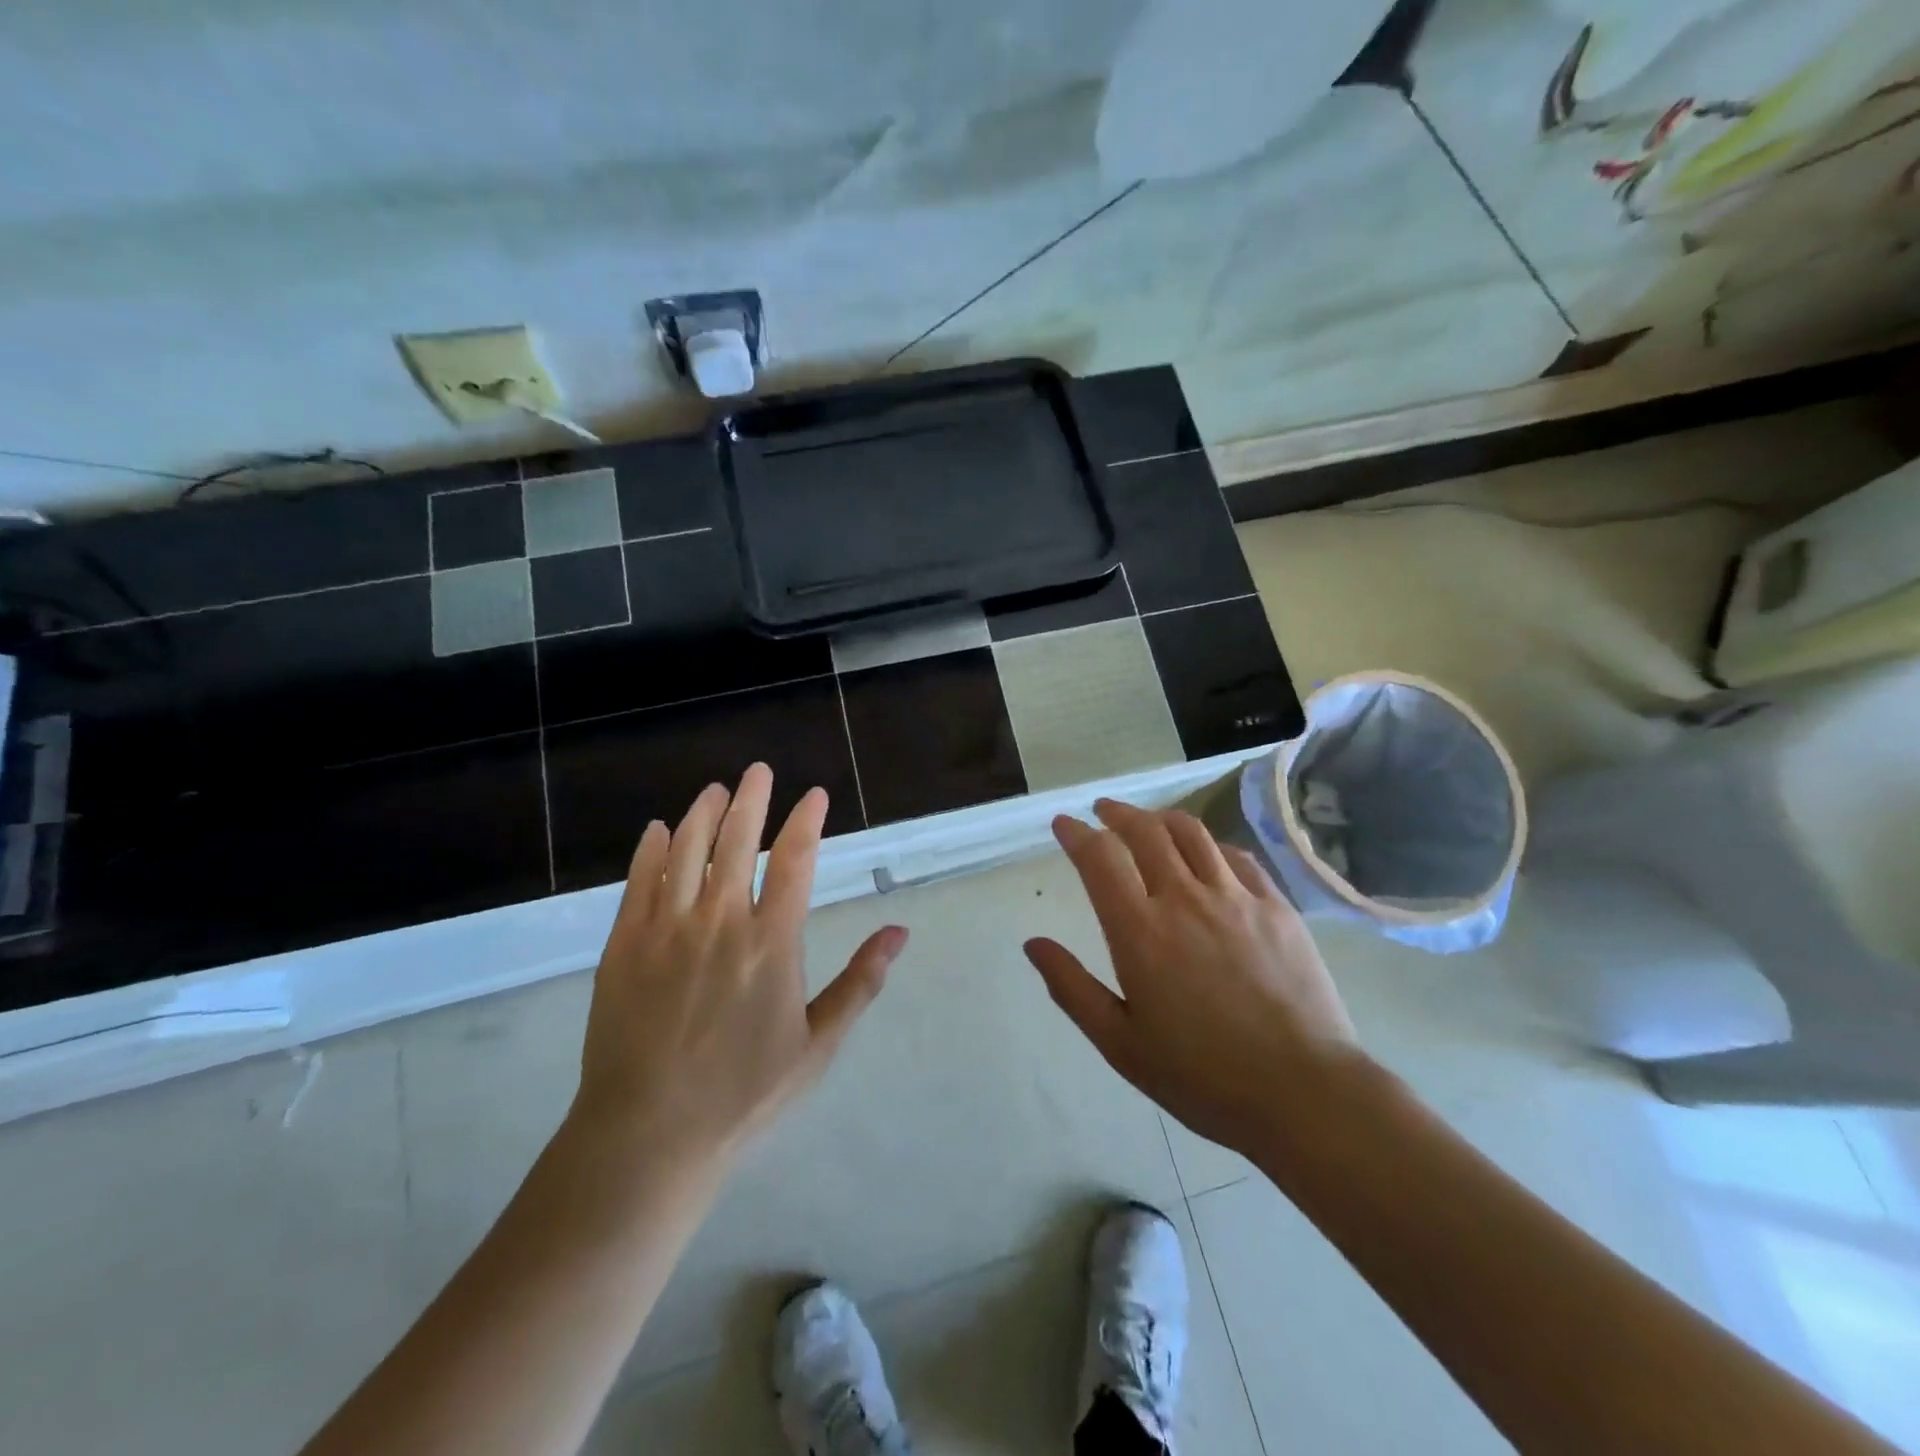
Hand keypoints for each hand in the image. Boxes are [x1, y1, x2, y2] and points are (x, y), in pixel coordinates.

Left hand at [569, 764, 907, 1167]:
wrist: (648, 1133)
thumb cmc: (744, 1093)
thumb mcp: (817, 1044)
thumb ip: (860, 982)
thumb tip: (899, 933)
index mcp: (771, 942)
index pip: (794, 860)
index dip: (806, 821)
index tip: (814, 795)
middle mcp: (719, 921)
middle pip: (736, 840)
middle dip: (752, 798)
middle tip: (760, 770)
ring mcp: (666, 929)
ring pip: (685, 850)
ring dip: (702, 813)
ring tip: (716, 790)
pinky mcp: (624, 945)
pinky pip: (638, 882)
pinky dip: (649, 849)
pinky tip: (656, 830)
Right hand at [1025, 798, 1362, 1155]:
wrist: (1304, 1093)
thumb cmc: (1202, 1076)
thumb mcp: (1120, 1044)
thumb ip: (1072, 988)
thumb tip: (1033, 944)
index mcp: (1140, 931)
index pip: (1100, 858)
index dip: (1076, 834)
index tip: (1064, 824)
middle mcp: (1184, 899)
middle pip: (1145, 831)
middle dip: (1117, 813)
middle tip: (1103, 811)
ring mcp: (1236, 898)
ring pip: (1191, 833)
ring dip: (1161, 818)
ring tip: (1149, 821)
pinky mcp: (1276, 907)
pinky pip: (1236, 857)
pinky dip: (1210, 844)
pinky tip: (1206, 853)